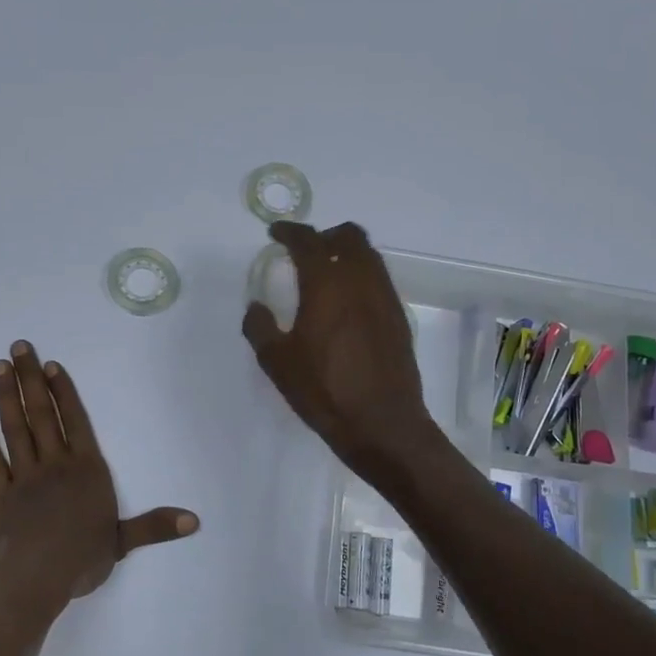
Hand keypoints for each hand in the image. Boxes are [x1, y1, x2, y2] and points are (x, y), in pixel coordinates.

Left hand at [0, 341, 198, 618]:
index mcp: (86, 470)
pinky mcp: (0, 494)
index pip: (75, 422)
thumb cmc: (82, 557)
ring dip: (6, 397)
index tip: (50, 365)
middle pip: (42, 414)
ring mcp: (24, 477)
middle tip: (19, 347)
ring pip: (16, 429)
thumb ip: (154, 526)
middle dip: (31, 380)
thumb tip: (195, 521)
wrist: (34, 577)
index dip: (63, 392)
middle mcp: (55, 465)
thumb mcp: (123, 541)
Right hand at [242, 221, 439, 477]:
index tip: (276, 233)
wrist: (383, 424)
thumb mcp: (277, 363)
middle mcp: (361, 281)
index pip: (308, 241)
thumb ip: (260, 327)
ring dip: (346, 253)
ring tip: (326, 274)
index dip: (290, 231)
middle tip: (305, 251)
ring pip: (369, 255)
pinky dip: (361, 276)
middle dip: (324, 236)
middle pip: (348, 237)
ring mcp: (385, 298)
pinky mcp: (398, 317)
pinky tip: (347, 303)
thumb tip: (256, 307)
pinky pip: (379, 279)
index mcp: (327, 285)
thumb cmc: (324, 391)